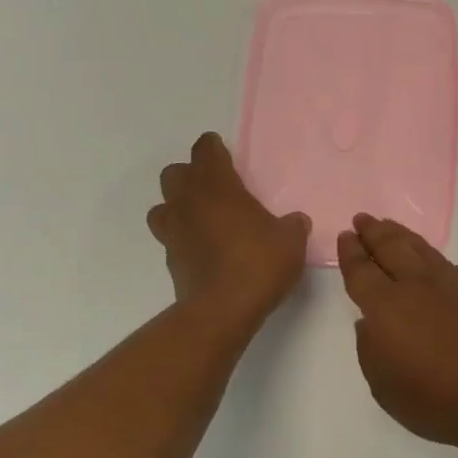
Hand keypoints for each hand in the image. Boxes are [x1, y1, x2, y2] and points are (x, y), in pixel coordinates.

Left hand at [149, 133, 309, 331]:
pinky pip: (170, 237)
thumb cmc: (259, 263)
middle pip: (174, 174)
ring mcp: (174, 231)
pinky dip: (182, 237)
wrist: (223, 309)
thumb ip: (292, 226)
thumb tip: (295, 221)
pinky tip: (202, 248)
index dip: (212, 147)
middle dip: (189, 175)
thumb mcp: (290, 241)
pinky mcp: (170, 259)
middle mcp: (190, 202)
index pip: (206, 151)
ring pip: (162, 205)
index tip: (220, 150)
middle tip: (213, 187)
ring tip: (200, 217)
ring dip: (177, 206)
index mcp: (219, 187)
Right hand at [337, 214, 457, 454]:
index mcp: (385, 307)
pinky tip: (422, 252)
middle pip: (389, 247)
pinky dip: (424, 249)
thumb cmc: (433, 400)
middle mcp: (413, 285)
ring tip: (386, 225)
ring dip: (397, 233)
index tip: (346, 237)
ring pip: (417, 246)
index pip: (361, 270)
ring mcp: (446, 283)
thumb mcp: (382, 385)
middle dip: (372, 231)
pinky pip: (439, 258)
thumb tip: (370, 322)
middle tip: (362, 219)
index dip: (350, 252)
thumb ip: (369, 348)